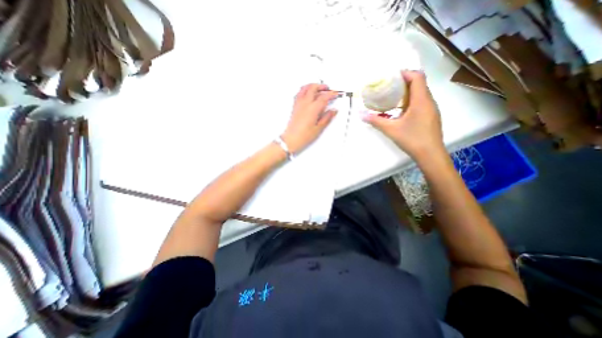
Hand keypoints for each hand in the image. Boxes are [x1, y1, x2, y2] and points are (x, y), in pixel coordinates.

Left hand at [283, 83, 337, 152]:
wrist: (291, 140)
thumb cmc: (303, 136)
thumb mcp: (318, 128)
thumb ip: (327, 118)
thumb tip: (333, 111)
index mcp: (312, 109)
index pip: (324, 97)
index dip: (331, 94)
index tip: (335, 94)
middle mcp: (305, 104)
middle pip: (313, 88)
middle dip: (322, 86)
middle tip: (327, 89)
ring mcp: (298, 104)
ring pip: (305, 88)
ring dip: (312, 86)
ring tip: (318, 88)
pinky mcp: (294, 107)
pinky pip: (299, 93)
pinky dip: (304, 90)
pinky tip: (307, 93)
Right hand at [359, 70, 443, 160]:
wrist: (430, 155)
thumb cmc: (412, 139)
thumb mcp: (391, 129)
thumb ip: (376, 121)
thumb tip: (361, 115)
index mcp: (421, 100)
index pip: (417, 77)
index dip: (405, 73)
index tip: (392, 76)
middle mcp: (429, 101)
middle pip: (419, 84)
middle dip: (404, 82)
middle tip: (388, 87)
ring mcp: (431, 109)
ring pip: (421, 94)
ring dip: (407, 93)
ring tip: (392, 98)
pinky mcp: (431, 117)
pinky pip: (421, 102)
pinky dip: (411, 101)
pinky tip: (400, 111)